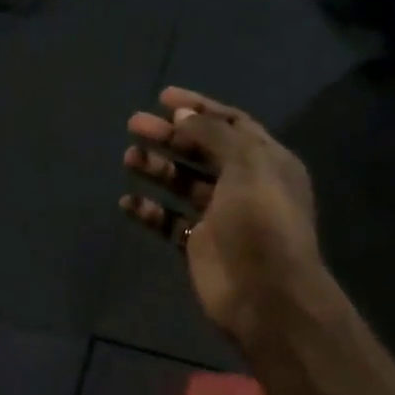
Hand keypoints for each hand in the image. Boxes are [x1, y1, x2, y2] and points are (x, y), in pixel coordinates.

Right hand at [120, 87, 329, 348]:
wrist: (267, 296)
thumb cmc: (261, 221)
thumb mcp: (246, 165)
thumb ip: (213, 135)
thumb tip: (182, 115)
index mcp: (266, 161)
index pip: (231, 123)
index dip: (199, 108)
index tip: (163, 98)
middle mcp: (245, 184)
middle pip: (201, 151)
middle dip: (170, 136)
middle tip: (134, 125)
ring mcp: (221, 216)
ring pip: (183, 184)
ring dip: (157, 168)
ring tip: (129, 158)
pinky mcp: (200, 245)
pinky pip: (170, 221)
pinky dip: (149, 210)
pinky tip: (127, 202)